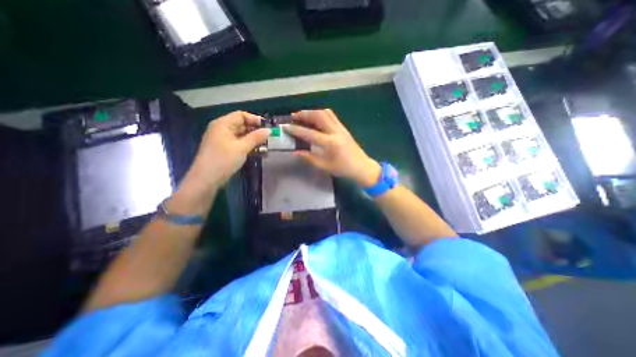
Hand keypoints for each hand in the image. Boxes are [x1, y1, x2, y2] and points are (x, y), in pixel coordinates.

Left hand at [187, 111, 268, 187]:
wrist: (207, 179)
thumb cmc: (224, 160)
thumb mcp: (242, 147)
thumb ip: (256, 137)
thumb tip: (268, 130)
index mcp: (223, 124)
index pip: (241, 115)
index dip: (255, 119)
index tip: (267, 127)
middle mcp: (222, 129)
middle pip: (241, 125)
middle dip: (256, 131)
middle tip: (269, 138)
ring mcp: (222, 140)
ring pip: (241, 136)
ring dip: (253, 140)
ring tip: (266, 146)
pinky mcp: (224, 150)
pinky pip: (238, 144)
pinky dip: (248, 146)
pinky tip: (258, 152)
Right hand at [286, 109, 378, 186]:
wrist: (362, 167)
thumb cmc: (343, 169)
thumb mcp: (325, 166)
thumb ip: (309, 158)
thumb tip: (295, 152)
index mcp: (330, 143)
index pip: (310, 133)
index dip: (296, 130)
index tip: (286, 127)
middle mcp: (336, 132)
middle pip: (318, 116)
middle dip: (304, 114)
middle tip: (293, 116)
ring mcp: (341, 128)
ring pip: (325, 113)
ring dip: (313, 111)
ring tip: (303, 115)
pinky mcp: (344, 128)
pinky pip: (332, 116)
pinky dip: (321, 113)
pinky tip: (316, 118)